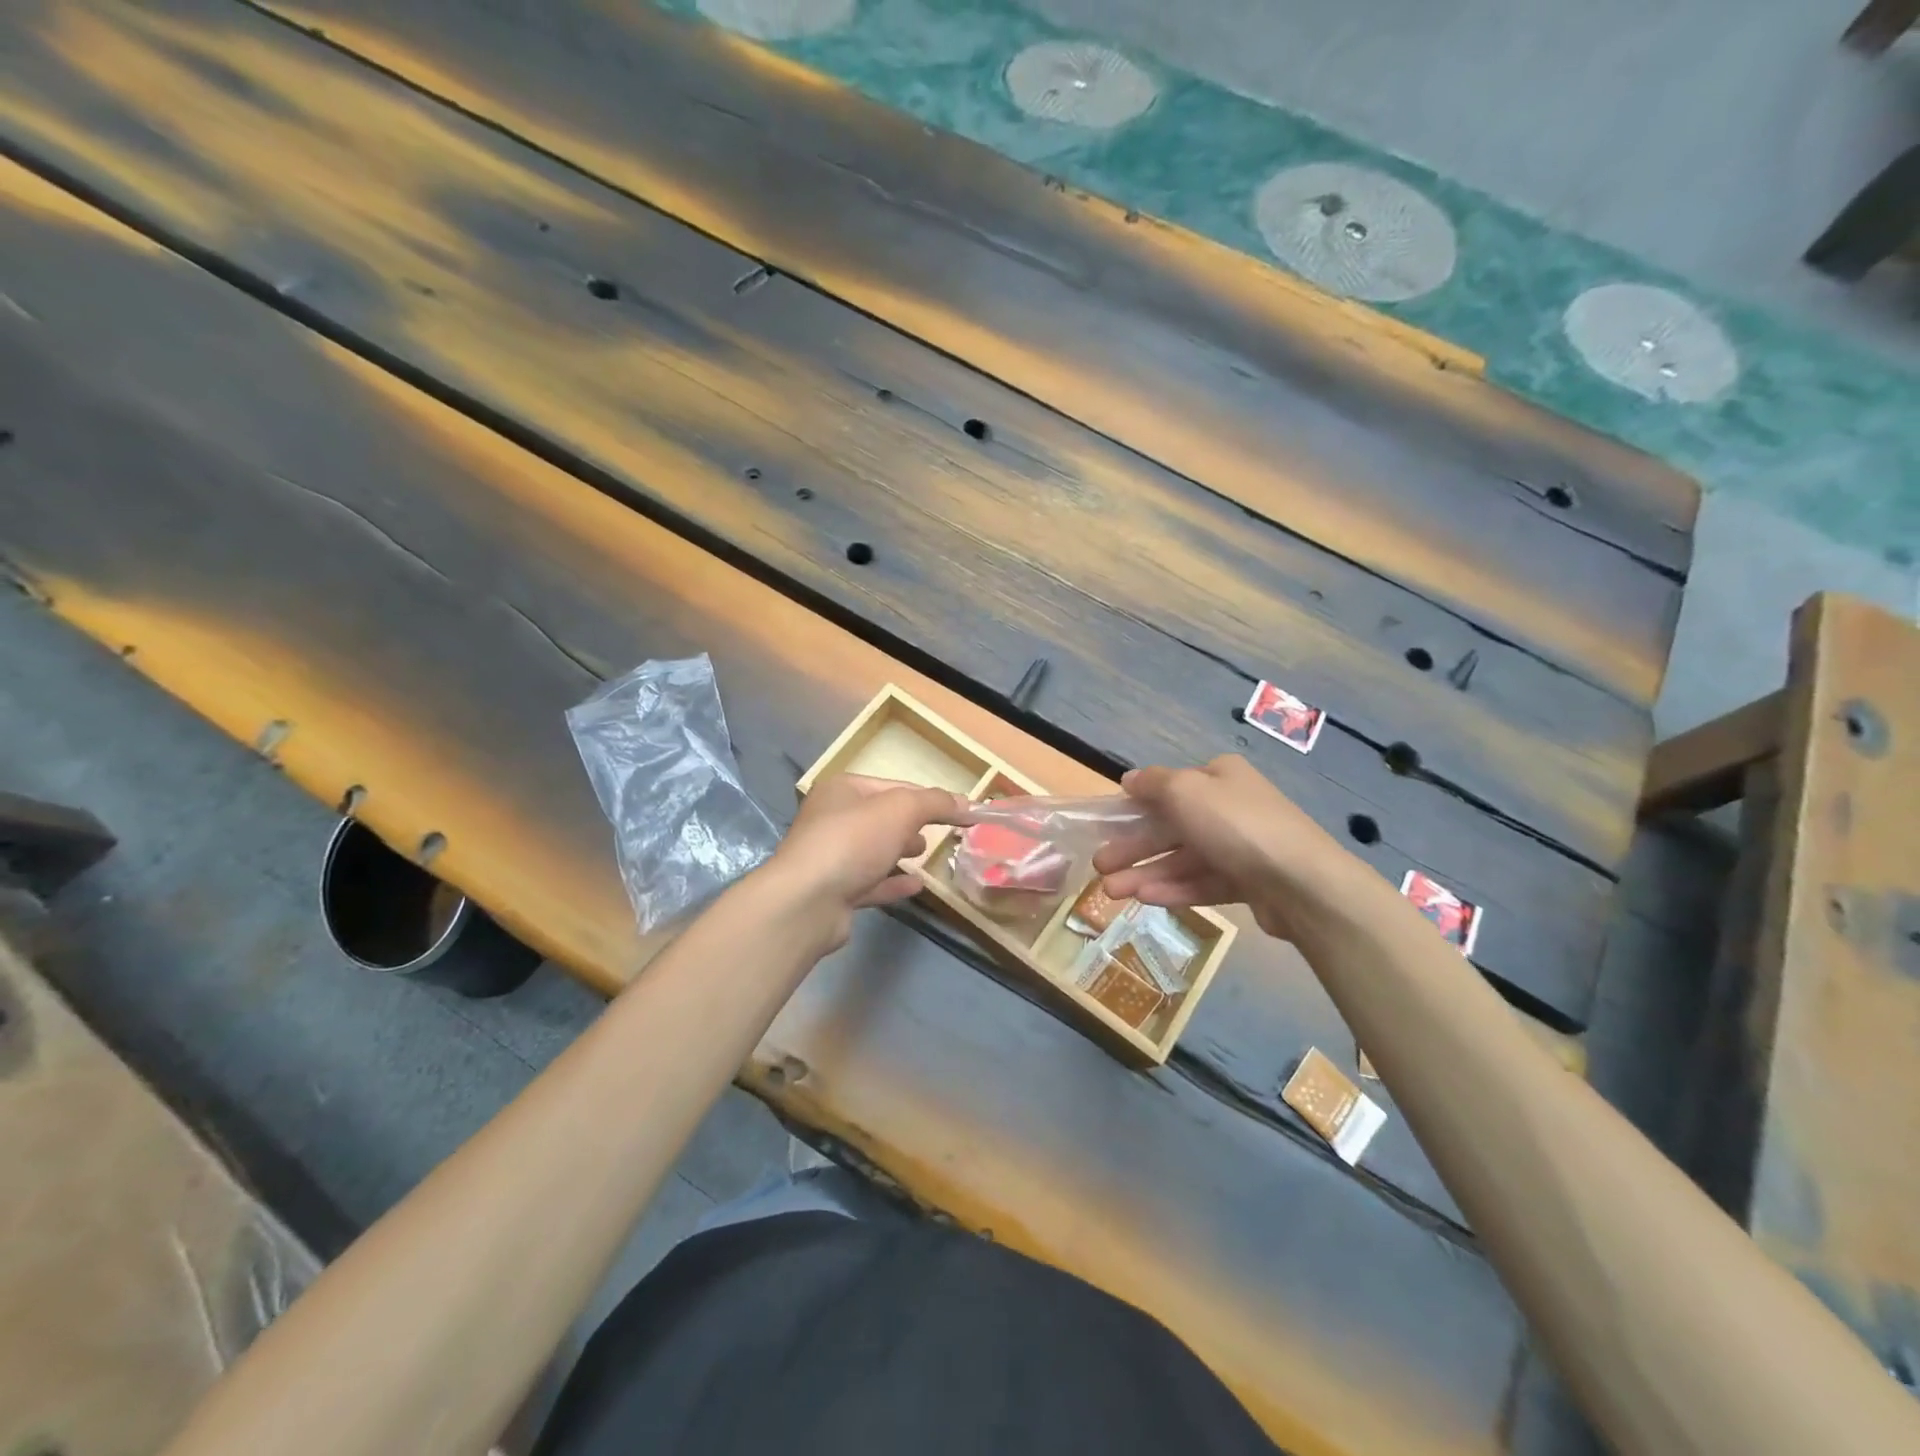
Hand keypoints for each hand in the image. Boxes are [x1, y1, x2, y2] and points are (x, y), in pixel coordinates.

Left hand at [761, 774, 967, 948]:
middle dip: (910, 822)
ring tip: (925, 853)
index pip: (894, 786)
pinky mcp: (834, 892)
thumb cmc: (853, 842)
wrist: (807, 902)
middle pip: (881, 817)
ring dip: (899, 850)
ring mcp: (831, 857)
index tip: (959, 811)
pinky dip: (893, 882)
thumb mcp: (901, 810)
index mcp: (843, 790)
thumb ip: (935, 803)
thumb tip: (966, 802)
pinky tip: (916, 885)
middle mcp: (832, 819)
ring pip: (873, 849)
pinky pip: (870, 882)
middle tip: (938, 832)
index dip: (929, 798)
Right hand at [1092, 756, 1368, 939]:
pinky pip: (1203, 882)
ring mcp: (1241, 847)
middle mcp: (1231, 807)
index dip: (1135, 806)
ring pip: (1184, 858)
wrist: (1302, 883)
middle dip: (1134, 847)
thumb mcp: (1185, 791)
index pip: (1169, 788)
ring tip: (1111, 891)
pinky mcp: (1249, 882)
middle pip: (1171, 826)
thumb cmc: (1236, 825)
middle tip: (1099, 866)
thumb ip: (1152, 783)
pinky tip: (1145, 899)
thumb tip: (1129, 779)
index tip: (1107, 825)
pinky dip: (1174, 889)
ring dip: (1146, 873)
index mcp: (1219, 777)